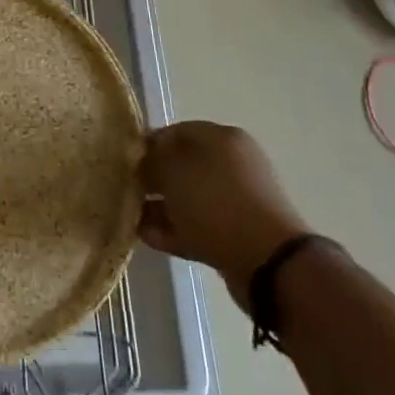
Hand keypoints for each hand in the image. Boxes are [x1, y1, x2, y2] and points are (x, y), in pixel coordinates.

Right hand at [139, 123, 310, 311]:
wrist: (268, 263)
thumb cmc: (215, 201)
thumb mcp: (172, 170)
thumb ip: (152, 161)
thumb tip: (144, 163)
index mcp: (222, 138)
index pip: (176, 131)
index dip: (148, 144)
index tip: (125, 161)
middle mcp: (232, 164)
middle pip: (183, 166)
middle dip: (154, 178)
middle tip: (127, 190)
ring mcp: (237, 201)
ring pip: (189, 198)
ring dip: (161, 207)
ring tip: (132, 217)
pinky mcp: (237, 235)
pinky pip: (198, 225)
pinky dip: (174, 229)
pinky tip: (147, 237)